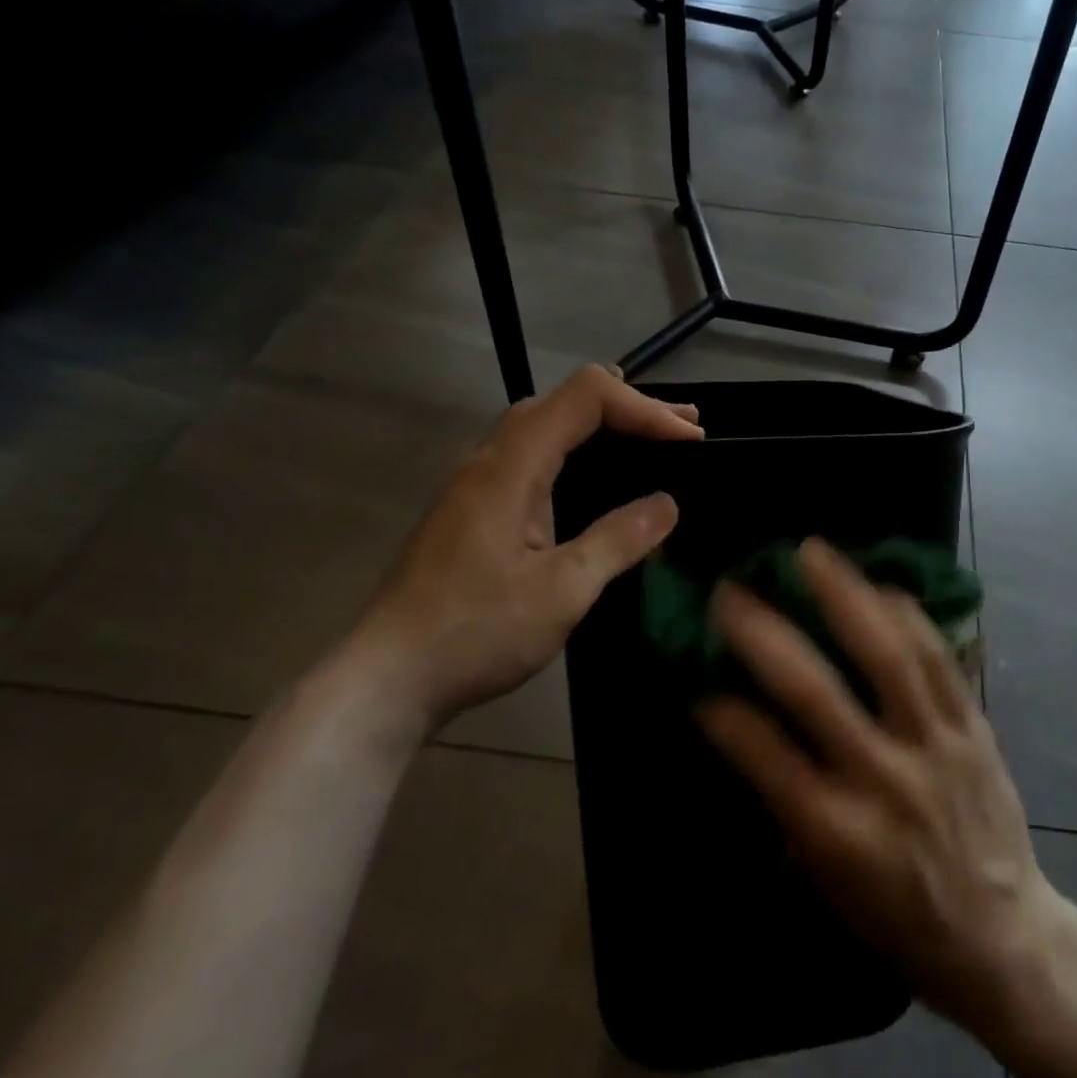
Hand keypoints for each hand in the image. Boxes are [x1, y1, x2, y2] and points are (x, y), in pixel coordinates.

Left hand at [341, 365, 701, 732]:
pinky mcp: (472, 509)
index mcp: (510, 467)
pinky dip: (577, 450)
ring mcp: (475, 483)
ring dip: (602, 426)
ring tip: (653, 440)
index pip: (586, 397)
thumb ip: (618, 540)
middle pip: (564, 401)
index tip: (689, 439)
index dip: (644, 407)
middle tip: (685, 429)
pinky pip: (532, 456)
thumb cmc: (475, 634)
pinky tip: (595, 478)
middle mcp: (489, 460)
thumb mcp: (562, 592)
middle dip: (630, 407)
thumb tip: (667, 504)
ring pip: (544, 426)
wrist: (387, 679)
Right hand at [697, 539, 1055, 1033]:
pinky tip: (880, 583)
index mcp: (836, 832)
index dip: (724, 713)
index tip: (697, 682)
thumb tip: (746, 734)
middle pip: (815, 692)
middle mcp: (882, 779)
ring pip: (887, 656)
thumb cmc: (899, 919)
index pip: (764, 755)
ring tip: (812, 551)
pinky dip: (908, 615)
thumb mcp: (826, 883)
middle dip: (764, 634)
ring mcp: (934, 745)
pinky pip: (939, 659)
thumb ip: (786, 806)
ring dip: (844, 596)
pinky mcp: (974, 728)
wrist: (1004, 941)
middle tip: (731, 590)